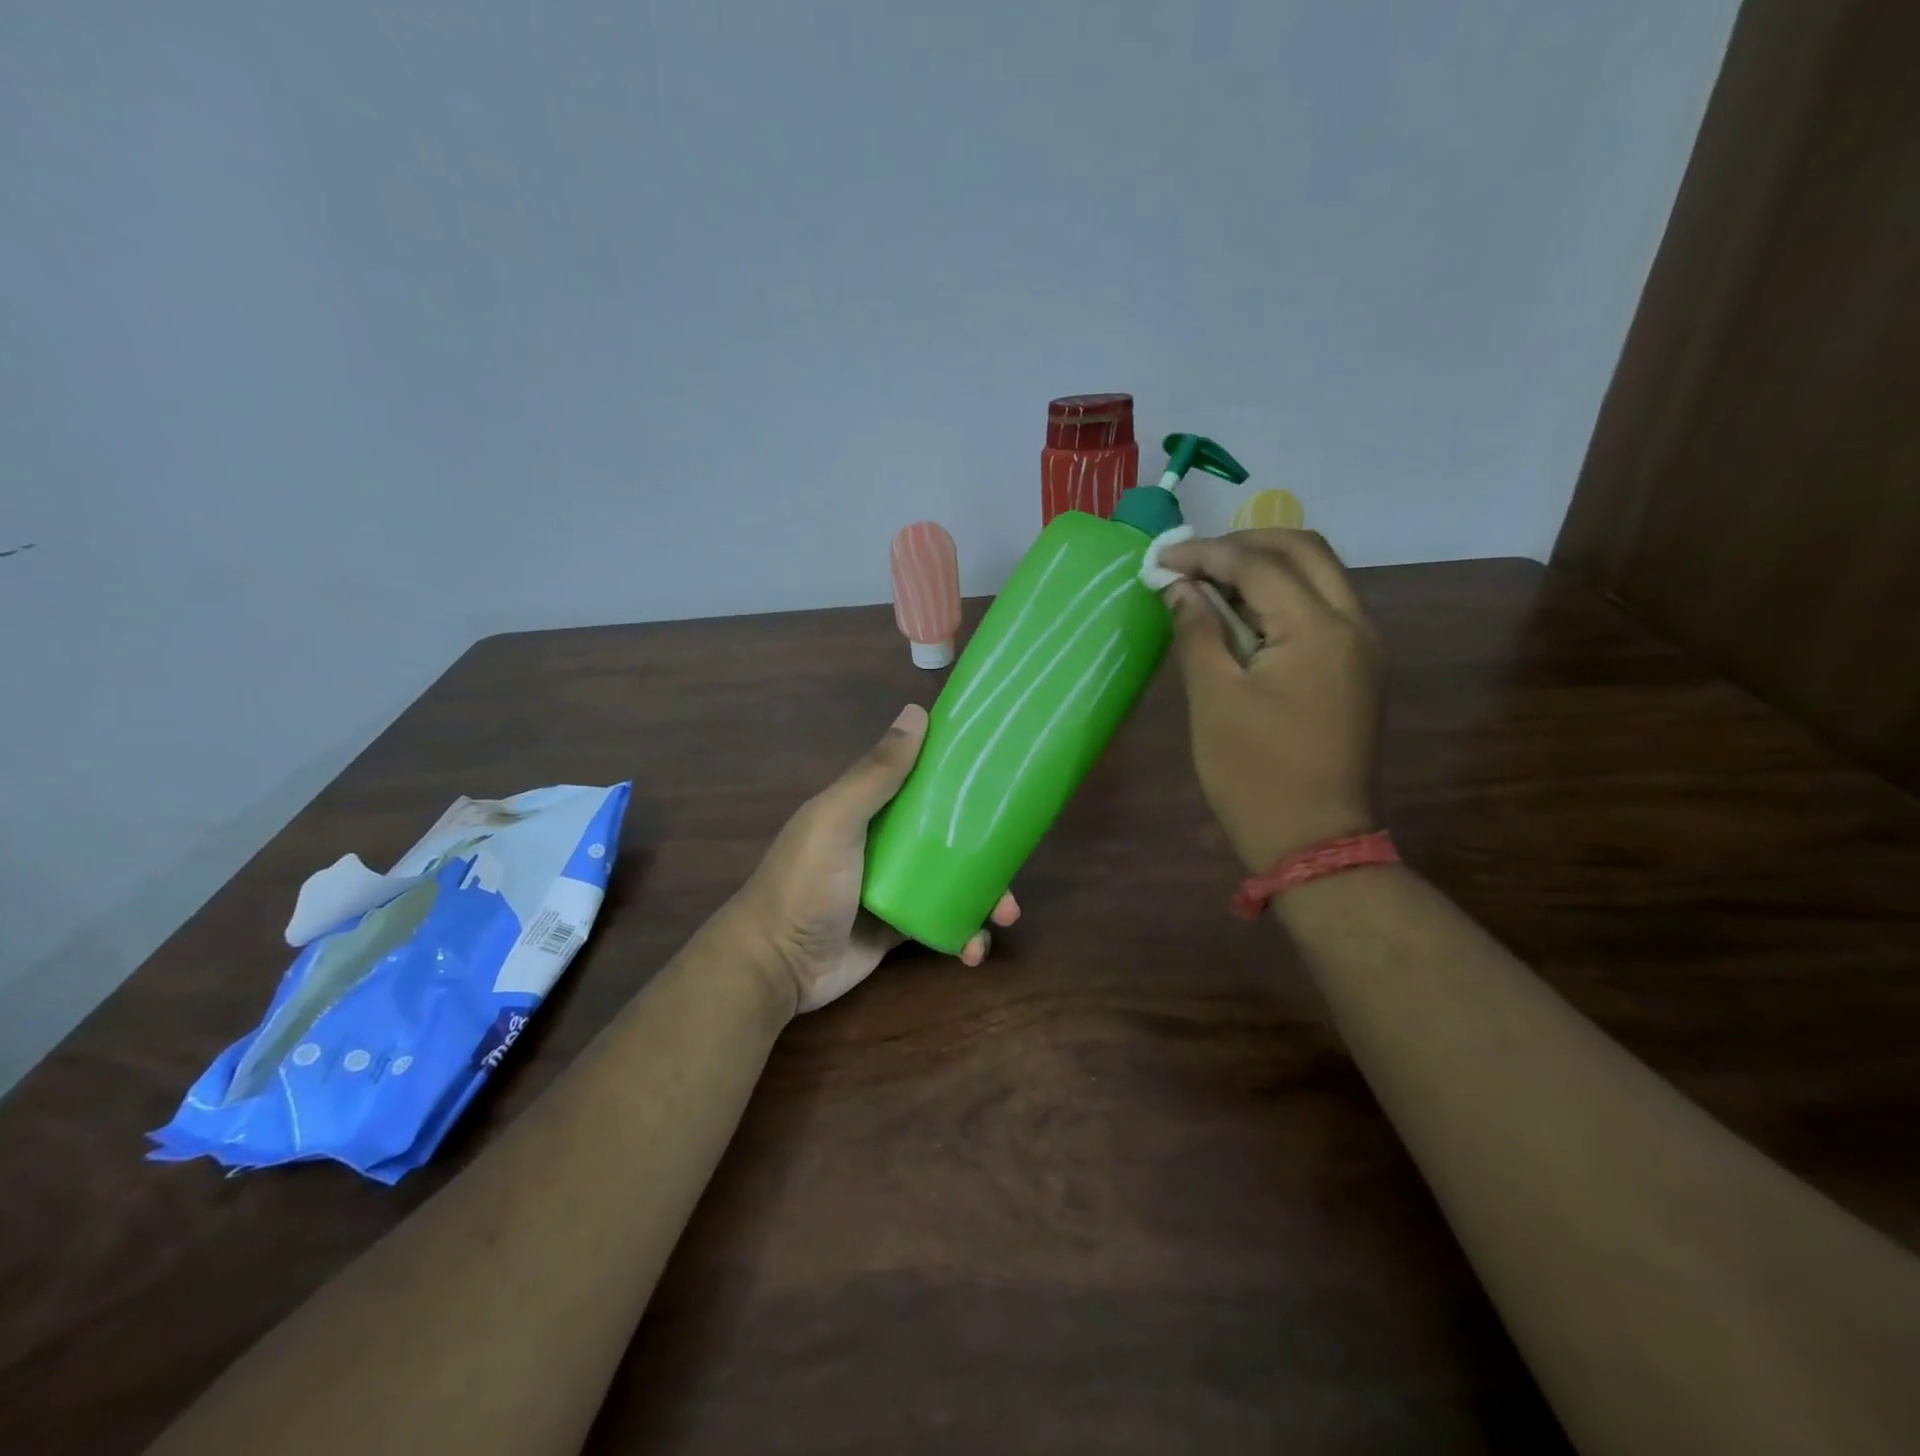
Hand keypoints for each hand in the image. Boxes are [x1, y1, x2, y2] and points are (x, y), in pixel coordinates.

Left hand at [733, 703, 1020, 1014]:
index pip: (924, 780)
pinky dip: (964, 934)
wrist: (776, 966)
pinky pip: (944, 922)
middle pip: (950, 834)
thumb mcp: (837, 820)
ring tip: (1004, 917)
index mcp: (871, 808)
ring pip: (955, 880)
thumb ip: (876, 773)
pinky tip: (974, 950)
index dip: (963, 777)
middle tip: (1015, 865)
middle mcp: (887, 842)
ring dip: (985, 896)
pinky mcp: (901, 928)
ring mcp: (896, 887)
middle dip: (987, 848)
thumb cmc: (805, 883)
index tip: (1005, 777)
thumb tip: (917, 712)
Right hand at [1158, 529, 1383, 870]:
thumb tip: (1179, 588)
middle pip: (1303, 550)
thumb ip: (1198, 632)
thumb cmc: (1253, 774)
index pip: (1259, 565)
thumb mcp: (1213, 699)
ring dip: (1265, 566)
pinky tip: (1243, 614)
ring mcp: (1363, 646)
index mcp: (1319, 630)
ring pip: (1319, 575)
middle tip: (1192, 560)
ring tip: (1210, 582)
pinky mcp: (1358, 667)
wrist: (1313, 840)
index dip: (1205, 554)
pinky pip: (1323, 607)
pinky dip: (1282, 595)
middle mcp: (1354, 624)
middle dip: (1244, 543)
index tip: (1161, 559)